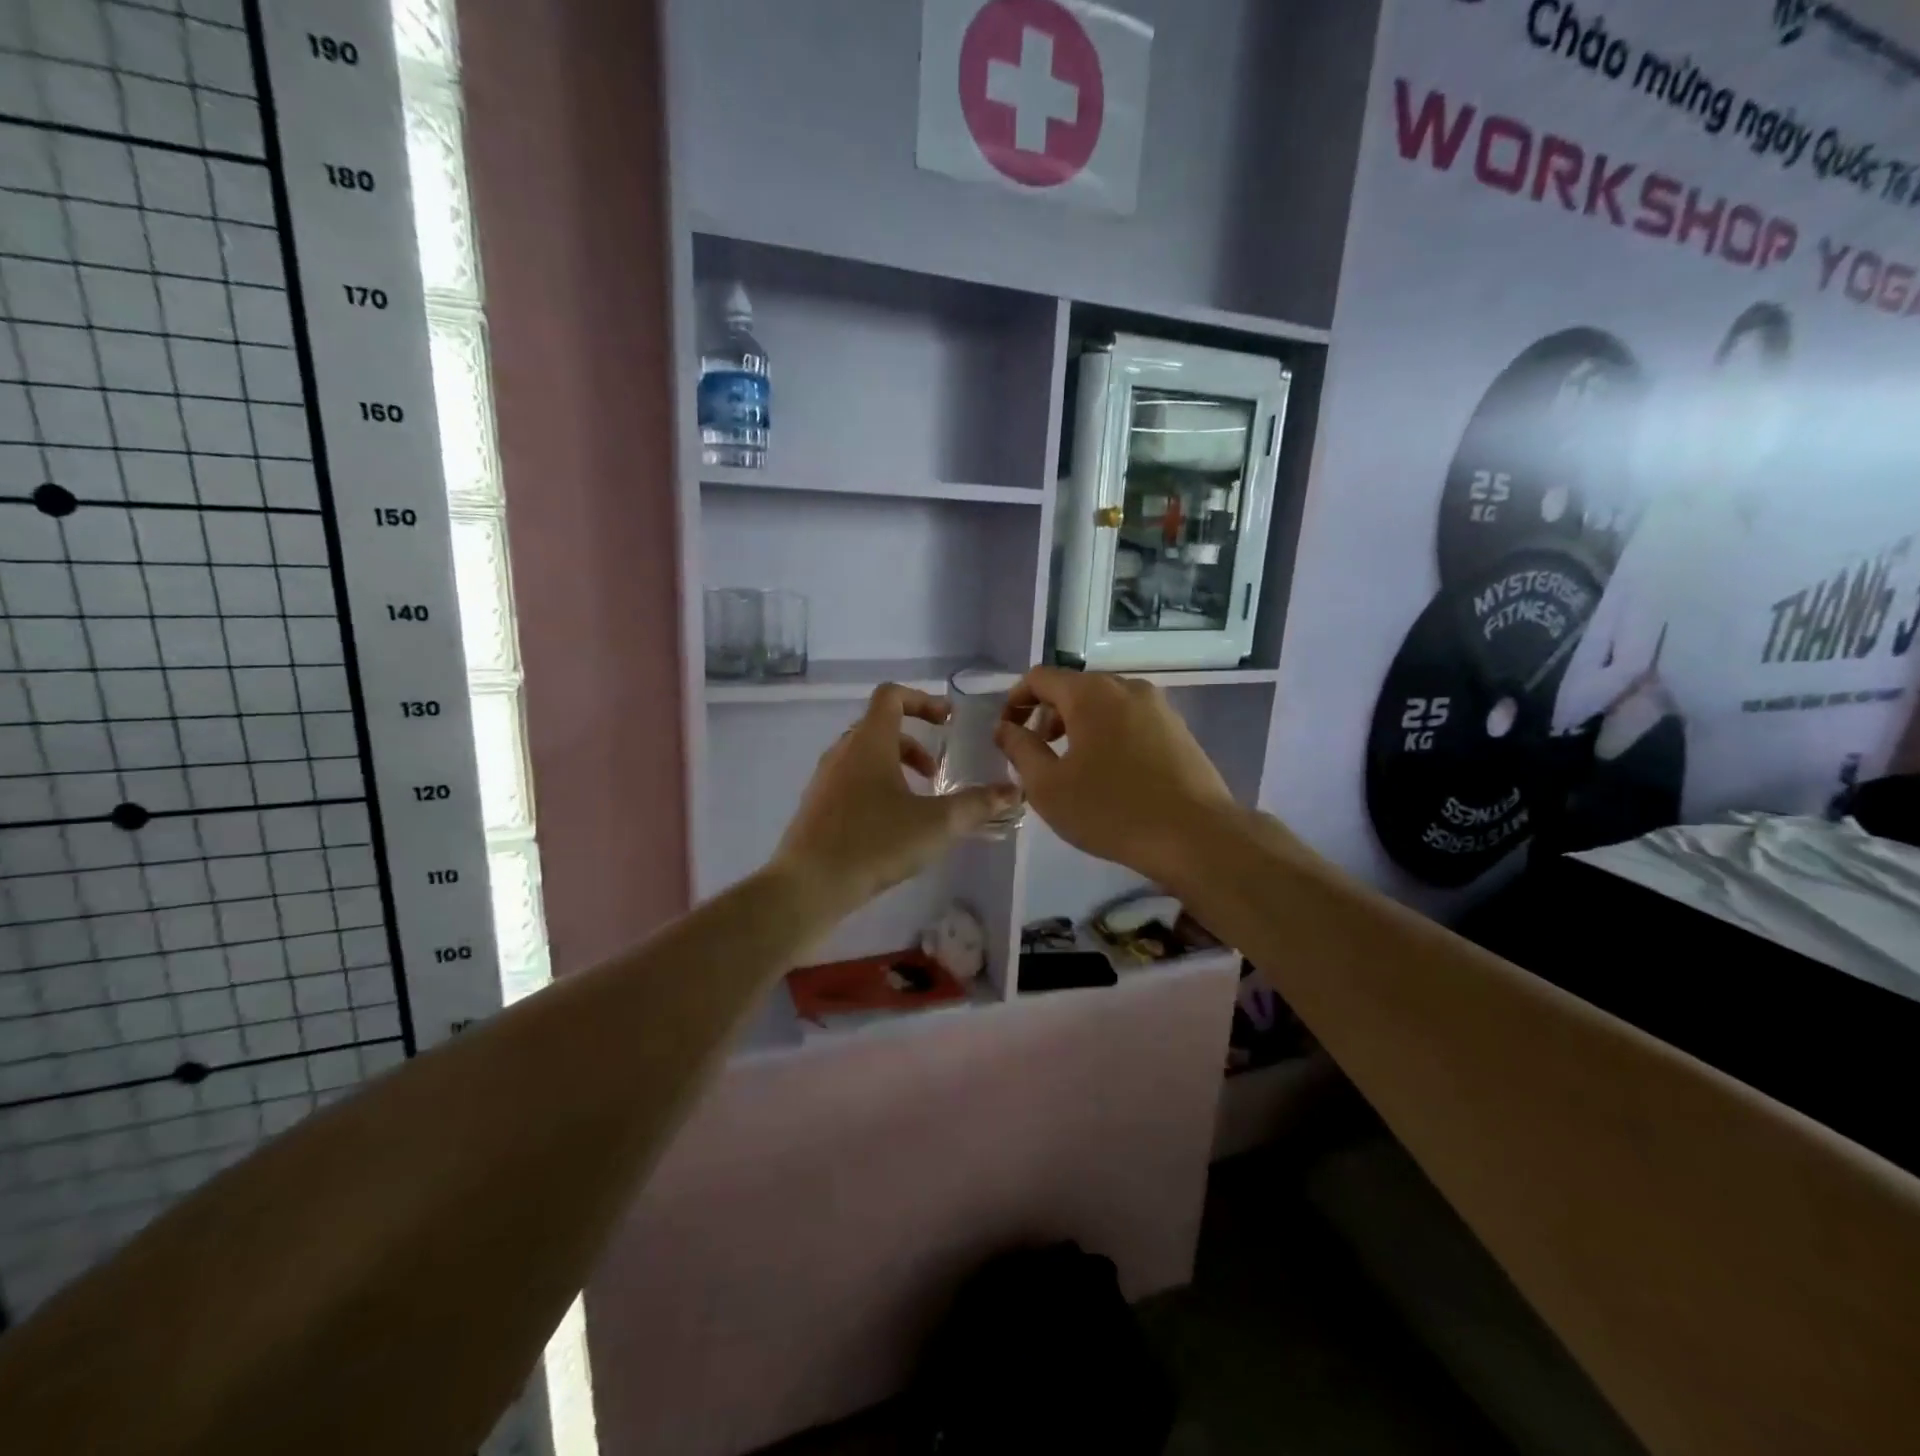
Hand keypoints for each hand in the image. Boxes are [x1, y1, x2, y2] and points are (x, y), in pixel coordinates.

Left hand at [774, 684, 1018, 911]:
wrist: (808, 886)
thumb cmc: (874, 843)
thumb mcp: (936, 824)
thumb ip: (976, 805)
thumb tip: (1014, 792)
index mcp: (869, 742)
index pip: (891, 696)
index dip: (922, 700)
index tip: (947, 723)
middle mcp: (842, 752)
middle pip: (880, 727)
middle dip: (914, 743)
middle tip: (937, 773)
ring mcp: (825, 779)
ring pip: (865, 756)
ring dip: (895, 767)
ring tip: (918, 802)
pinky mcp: (817, 806)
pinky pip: (851, 781)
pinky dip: (876, 787)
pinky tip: (891, 827)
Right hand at [995, 668, 1238, 884]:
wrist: (1196, 836)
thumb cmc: (1111, 810)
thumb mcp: (1048, 786)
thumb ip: (1020, 749)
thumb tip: (1005, 728)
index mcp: (1091, 693)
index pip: (1040, 677)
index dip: (1016, 700)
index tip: (1007, 733)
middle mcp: (1126, 687)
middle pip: (1074, 688)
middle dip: (1048, 715)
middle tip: (1038, 754)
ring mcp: (1159, 707)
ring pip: (1105, 704)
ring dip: (1079, 726)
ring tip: (1073, 767)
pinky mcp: (1179, 730)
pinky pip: (1131, 721)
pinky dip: (1109, 735)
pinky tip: (1111, 774)